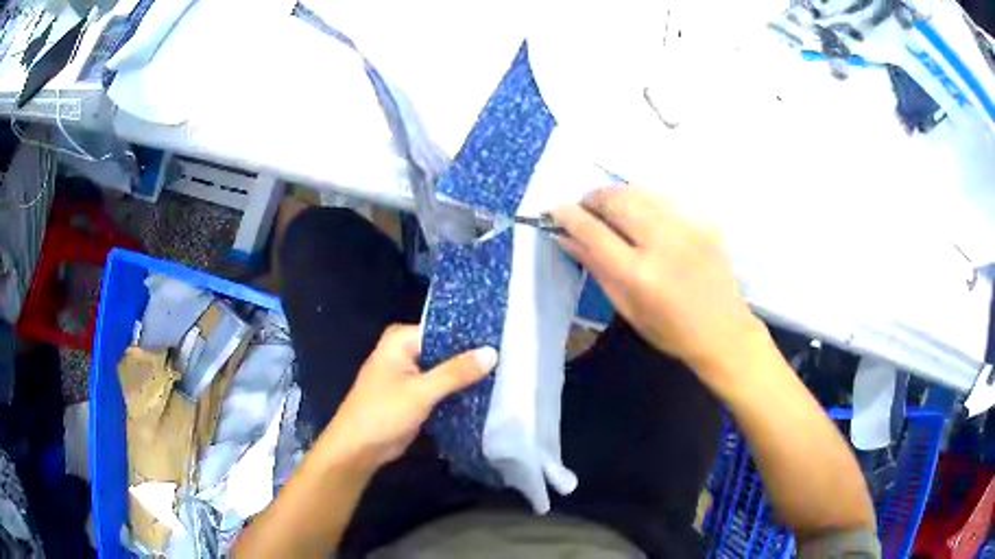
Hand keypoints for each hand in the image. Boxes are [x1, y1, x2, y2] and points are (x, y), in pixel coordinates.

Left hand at [316, 325, 497, 471]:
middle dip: (471, 357)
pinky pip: (441, 387)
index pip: (444, 328)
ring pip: (445, 370)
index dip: (471, 335)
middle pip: (446, 349)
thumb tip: (493, 352)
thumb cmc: (382, 413)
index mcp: (401, 340)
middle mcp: (405, 351)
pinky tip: (485, 393)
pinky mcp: (415, 395)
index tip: (504, 339)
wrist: (358, 449)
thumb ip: (456, 372)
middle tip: (510, 358)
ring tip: (505, 374)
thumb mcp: (421, 391)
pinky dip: (457, 392)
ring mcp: (410, 374)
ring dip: (466, 376)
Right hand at [553, 186, 765, 391]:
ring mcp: (686, 228)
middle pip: (616, 201)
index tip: (556, 211)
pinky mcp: (702, 222)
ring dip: (617, 195)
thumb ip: (597, 268)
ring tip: (610, 207)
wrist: (723, 330)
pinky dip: (645, 200)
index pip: (593, 231)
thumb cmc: (670, 330)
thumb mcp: (627, 307)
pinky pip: (664, 199)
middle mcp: (662, 243)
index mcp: (638, 274)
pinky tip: (643, 214)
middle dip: (593, 198)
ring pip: (640, 192)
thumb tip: (566, 238)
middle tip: (585, 208)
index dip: (569, 216)